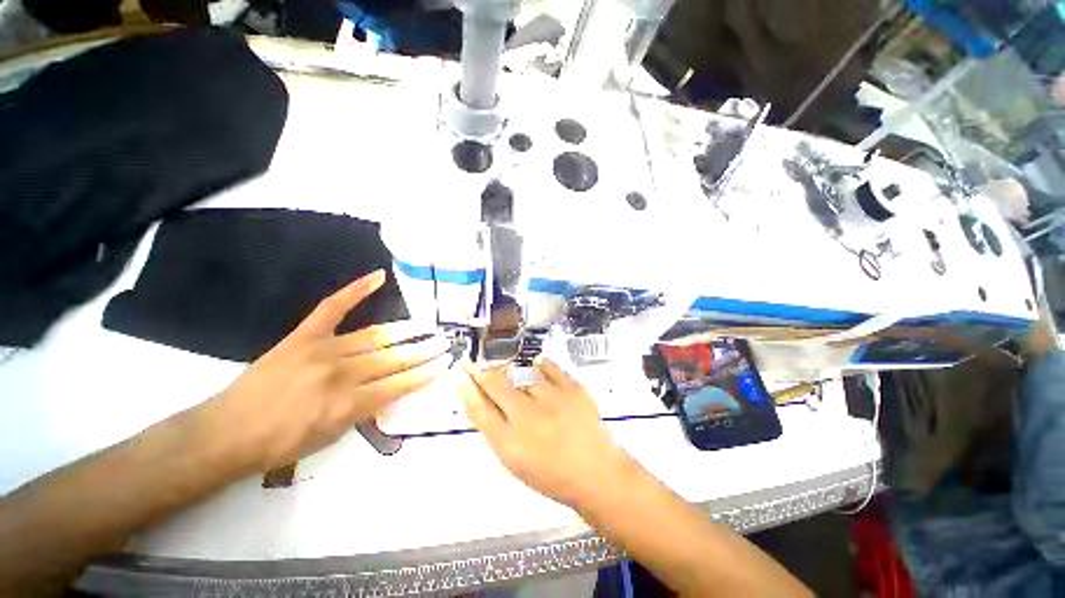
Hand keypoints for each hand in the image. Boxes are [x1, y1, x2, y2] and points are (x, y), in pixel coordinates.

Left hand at [200, 270, 450, 472]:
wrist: (225, 433)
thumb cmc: (280, 444)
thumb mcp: (332, 437)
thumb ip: (366, 410)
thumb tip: (392, 389)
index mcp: (347, 404)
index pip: (399, 384)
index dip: (425, 373)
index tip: (444, 363)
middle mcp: (340, 374)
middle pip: (393, 358)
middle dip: (423, 350)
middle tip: (444, 342)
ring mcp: (321, 350)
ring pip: (375, 336)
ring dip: (406, 330)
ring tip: (426, 326)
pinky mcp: (303, 335)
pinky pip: (333, 307)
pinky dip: (356, 290)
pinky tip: (378, 277)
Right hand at [460, 360, 631, 507]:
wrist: (597, 474)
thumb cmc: (553, 474)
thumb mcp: (516, 461)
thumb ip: (497, 430)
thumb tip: (484, 400)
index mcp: (510, 443)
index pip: (479, 408)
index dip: (467, 388)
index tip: (462, 374)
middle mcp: (528, 418)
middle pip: (495, 384)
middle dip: (481, 371)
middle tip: (476, 363)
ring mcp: (552, 400)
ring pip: (521, 372)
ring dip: (514, 373)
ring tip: (519, 381)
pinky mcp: (573, 388)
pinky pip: (548, 366)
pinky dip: (541, 366)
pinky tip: (538, 369)